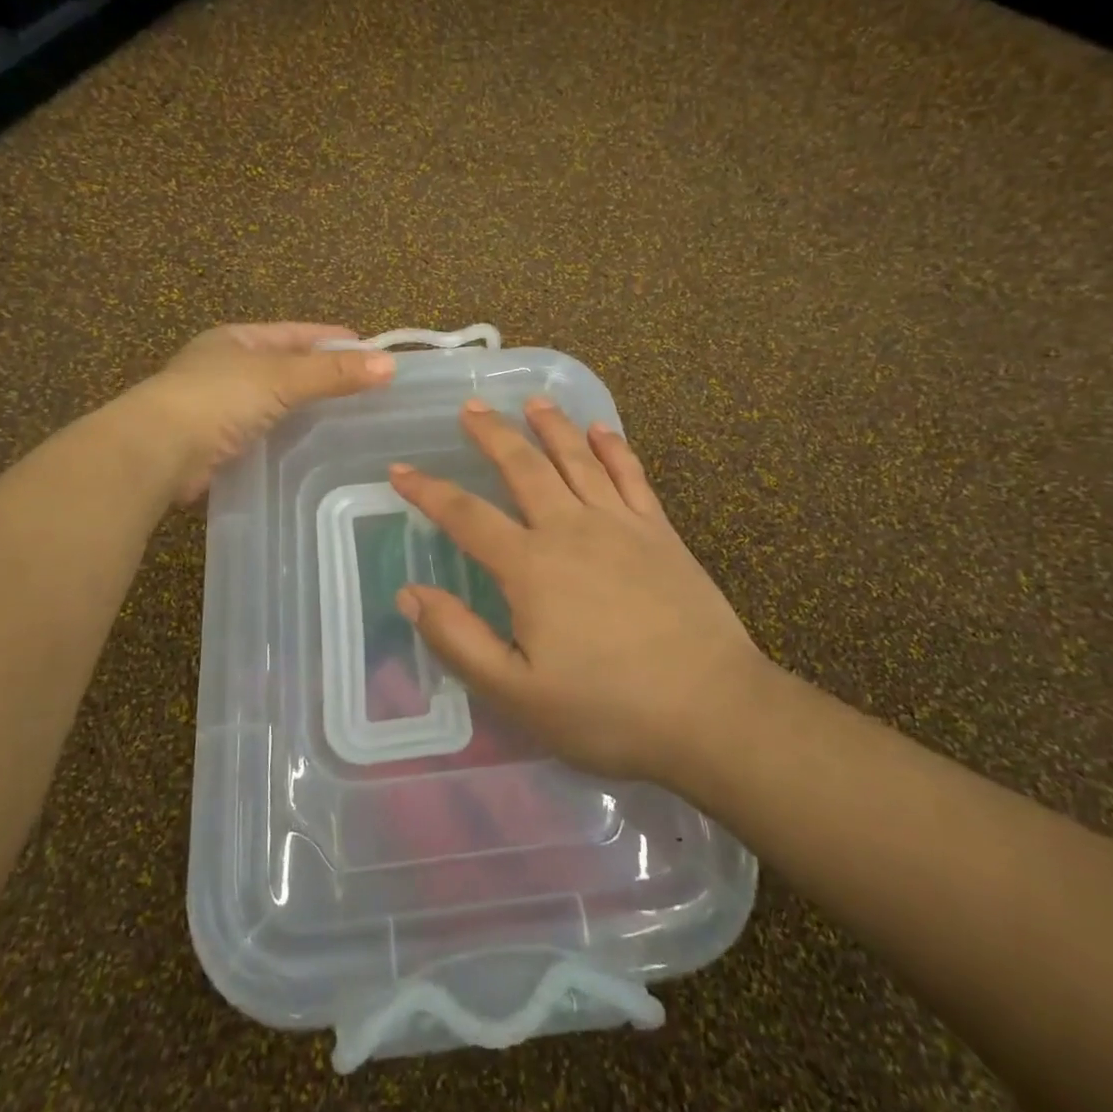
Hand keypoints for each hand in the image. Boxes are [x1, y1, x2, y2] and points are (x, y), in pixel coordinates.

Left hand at [132, 323, 394, 502]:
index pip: (296, 333)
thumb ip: (333, 372)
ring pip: (275, 402)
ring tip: (349, 420)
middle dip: (323, 375)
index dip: (333, 338)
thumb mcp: (282, 377)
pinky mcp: (216, 443)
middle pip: (287, 367)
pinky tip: (312, 448)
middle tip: (368, 388)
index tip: (372, 350)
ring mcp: (218, 406)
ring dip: (305, 409)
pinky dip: (287, 437)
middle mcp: (226, 367)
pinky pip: (263, 433)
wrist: (158, 451)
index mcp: (238, 338)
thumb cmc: (218, 398)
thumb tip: (390, 364)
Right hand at [388, 396, 775, 790]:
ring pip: (577, 459)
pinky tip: (601, 429)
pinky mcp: (660, 532)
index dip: (428, 491)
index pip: (466, 516)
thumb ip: (458, 639)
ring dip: (551, 426)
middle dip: (493, 434)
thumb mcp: (516, 692)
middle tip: (471, 406)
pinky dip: (614, 447)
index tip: (400, 470)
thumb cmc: (607, 709)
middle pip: (524, 467)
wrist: (712, 709)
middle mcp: (571, 529)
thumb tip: (409, 593)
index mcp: (530, 567)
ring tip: (531, 402)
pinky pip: (632, 475)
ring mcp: (621, 525)